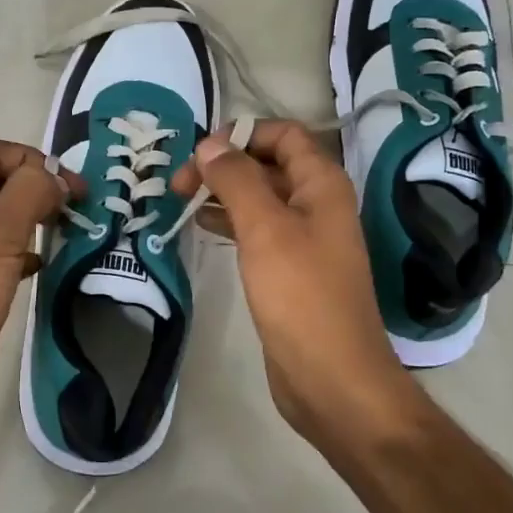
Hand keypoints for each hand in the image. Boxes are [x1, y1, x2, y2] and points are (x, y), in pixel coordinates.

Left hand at [0, 139, 82, 435]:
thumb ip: (29, 193)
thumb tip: (55, 177)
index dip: (31, 158)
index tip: (69, 185)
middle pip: (2, 183)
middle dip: (41, 187)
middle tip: (81, 207)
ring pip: (8, 220)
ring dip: (40, 218)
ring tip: (74, 230)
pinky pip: (9, 256)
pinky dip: (32, 252)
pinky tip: (48, 264)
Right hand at [170, 120, 407, 440]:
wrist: (332, 378)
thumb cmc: (300, 295)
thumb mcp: (264, 228)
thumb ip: (236, 180)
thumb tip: (209, 144)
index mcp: (322, 184)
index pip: (284, 134)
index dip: (242, 134)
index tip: (200, 152)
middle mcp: (317, 204)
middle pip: (268, 164)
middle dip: (224, 165)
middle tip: (179, 184)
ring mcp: (305, 238)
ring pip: (260, 198)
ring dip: (223, 193)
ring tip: (181, 201)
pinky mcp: (291, 269)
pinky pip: (258, 230)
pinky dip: (231, 222)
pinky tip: (202, 227)